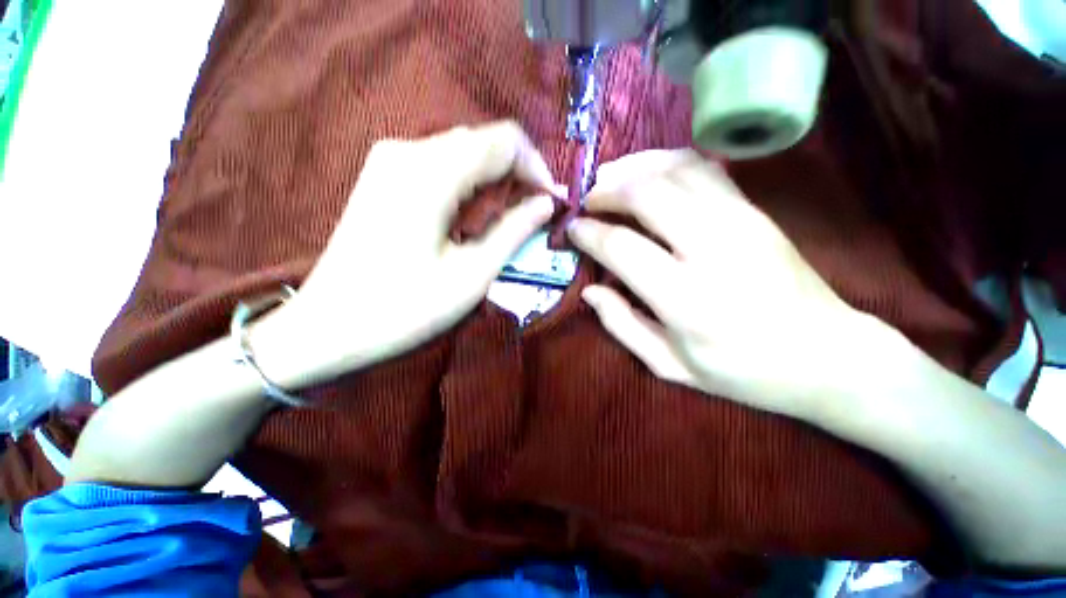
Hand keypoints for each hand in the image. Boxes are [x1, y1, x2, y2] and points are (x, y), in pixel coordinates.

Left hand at [259, 122, 558, 383]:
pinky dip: (468, 182)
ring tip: (508, 215)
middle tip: (534, 211)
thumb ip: (514, 232)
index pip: (503, 141)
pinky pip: (439, 163)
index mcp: (431, 174)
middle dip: (517, 172)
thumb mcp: (472, 275)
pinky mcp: (382, 176)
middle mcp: (407, 151)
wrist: (328, 327)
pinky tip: (473, 212)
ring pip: (462, 151)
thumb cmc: (404, 309)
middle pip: (482, 141)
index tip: (551, 200)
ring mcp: (389, 160)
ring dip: (493, 178)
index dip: (536, 166)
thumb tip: (546, 204)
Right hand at [568, 149, 881, 421]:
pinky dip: (668, 162)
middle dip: (607, 191)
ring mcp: (741, 222)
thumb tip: (589, 291)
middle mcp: (713, 249)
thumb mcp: (669, 366)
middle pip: (648, 194)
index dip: (589, 233)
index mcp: (685, 299)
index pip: (622, 247)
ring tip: (609, 179)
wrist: (827, 355)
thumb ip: (622, 326)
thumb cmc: (741, 371)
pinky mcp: (755, 211)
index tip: (572, 229)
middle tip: (587, 200)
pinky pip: (704, 169)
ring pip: (676, 170)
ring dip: (634, 168)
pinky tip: (649, 172)